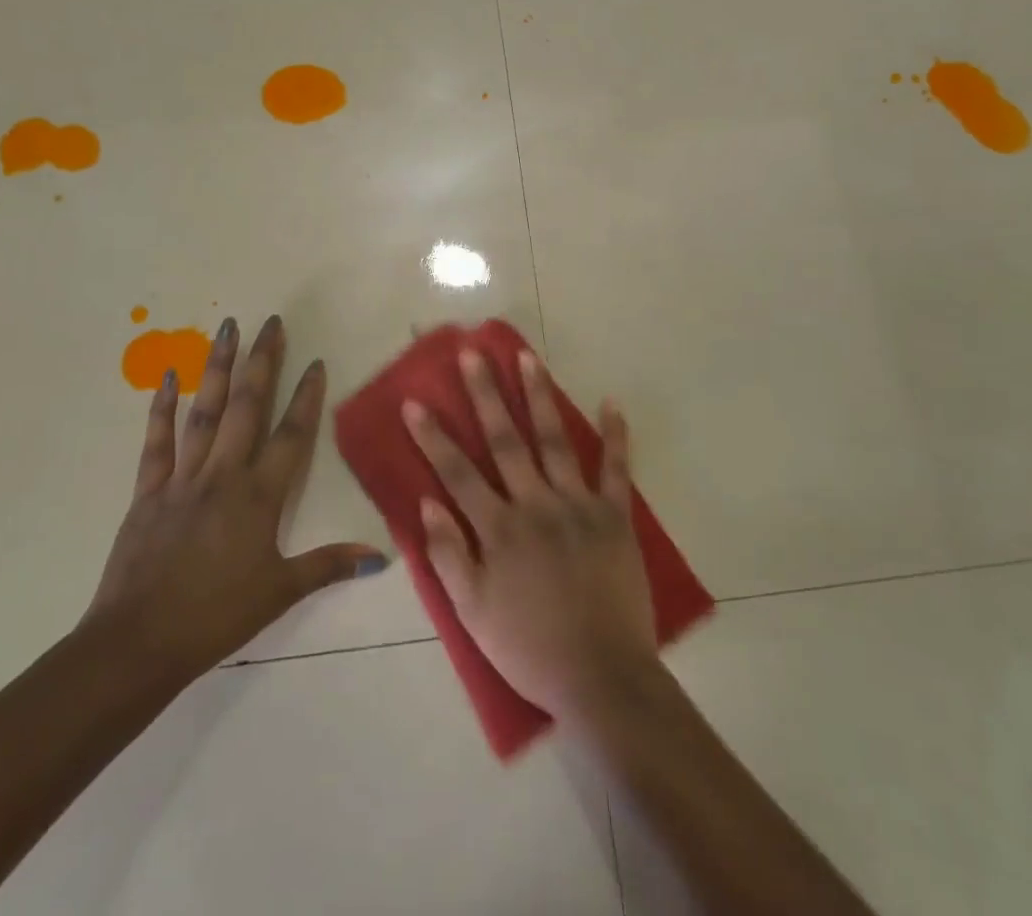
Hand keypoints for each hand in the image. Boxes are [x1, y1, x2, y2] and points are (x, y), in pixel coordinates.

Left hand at [84, 315, 386, 686]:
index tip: (315, 361)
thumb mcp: (279, 592)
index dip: (306, 396)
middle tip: (270, 322)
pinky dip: (161, 407)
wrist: (138, 643)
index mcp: (259, 496)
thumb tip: (380, 557)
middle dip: (262, 362)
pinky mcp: (148, 491)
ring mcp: (183, 479)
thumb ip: (328, 566)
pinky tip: (167, 376)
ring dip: (217, 368)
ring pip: (204, 412)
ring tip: (226, 328)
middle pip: (247, 407)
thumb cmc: (216, 617)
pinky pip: (157, 442)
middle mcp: (224, 475)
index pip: (291, 435)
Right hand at [404, 348, 658, 721]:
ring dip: (539, 396)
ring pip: (554, 440)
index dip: (433, 436)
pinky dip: (615, 435)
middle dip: (486, 394)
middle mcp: (536, 505)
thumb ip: (449, 556)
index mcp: (499, 529)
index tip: (415, 401)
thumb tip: (427, 503)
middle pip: (505, 441)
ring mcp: (578, 506)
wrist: (602, 676)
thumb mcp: (473, 613)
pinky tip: (611, 403)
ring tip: (528, 357)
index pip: (458, 473)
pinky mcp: (615, 517)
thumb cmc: (529, 647)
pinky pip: (616, 469)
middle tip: (473, 354)